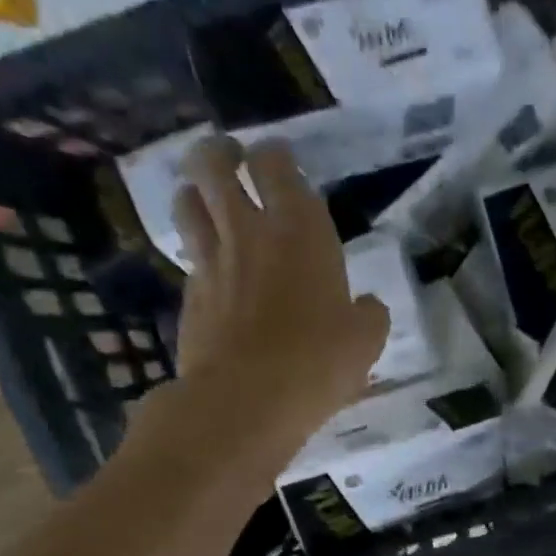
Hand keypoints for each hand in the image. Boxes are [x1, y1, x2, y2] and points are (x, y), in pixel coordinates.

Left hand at [168, 136, 388, 449]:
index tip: (280, 161)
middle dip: (220, 153)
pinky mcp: (188, 297)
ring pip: (187, 203)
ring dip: (196, 193)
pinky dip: (198, 254)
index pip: (276, 164)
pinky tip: (212, 271)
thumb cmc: (316, 363)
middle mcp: (247, 232)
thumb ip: (368, 316)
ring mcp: (211, 263)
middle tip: (231, 160)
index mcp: (299, 230)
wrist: (246, 401)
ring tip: (208, 202)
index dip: (275, 155)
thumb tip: (367, 307)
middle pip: (213, 164)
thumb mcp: (364, 342)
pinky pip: (188, 258)